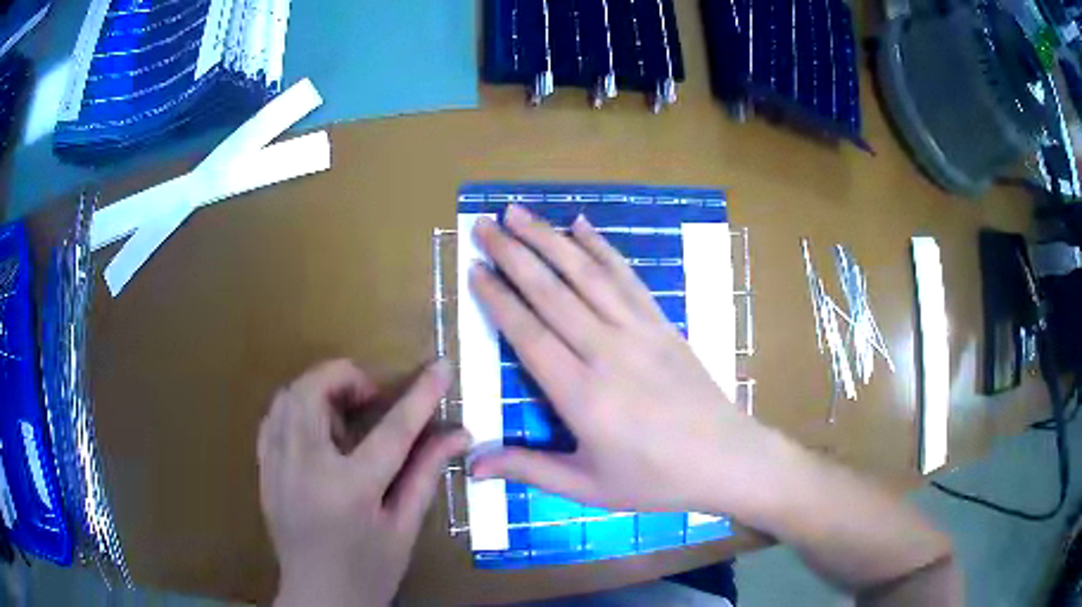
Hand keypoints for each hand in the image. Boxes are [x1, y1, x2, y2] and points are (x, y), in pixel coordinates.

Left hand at [258, 359, 469, 606]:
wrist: (318, 596)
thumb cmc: (369, 570)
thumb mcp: (404, 527)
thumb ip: (425, 475)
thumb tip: (458, 436)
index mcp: (350, 489)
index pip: (392, 430)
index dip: (421, 395)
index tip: (441, 368)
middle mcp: (305, 468)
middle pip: (315, 391)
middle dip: (347, 377)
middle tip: (371, 398)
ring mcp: (276, 466)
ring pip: (287, 397)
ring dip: (319, 390)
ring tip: (343, 413)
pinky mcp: (263, 470)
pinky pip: (273, 418)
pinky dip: (296, 409)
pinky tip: (315, 431)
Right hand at [469, 204, 782, 515]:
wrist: (726, 459)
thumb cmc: (654, 480)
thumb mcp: (587, 487)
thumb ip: (528, 470)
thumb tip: (472, 466)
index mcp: (581, 395)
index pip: (528, 333)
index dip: (498, 297)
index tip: (474, 267)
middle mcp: (606, 352)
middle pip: (552, 292)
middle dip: (513, 253)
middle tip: (484, 224)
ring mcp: (639, 331)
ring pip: (586, 275)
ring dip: (550, 239)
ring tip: (519, 213)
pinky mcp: (662, 324)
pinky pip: (627, 278)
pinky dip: (602, 248)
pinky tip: (582, 225)